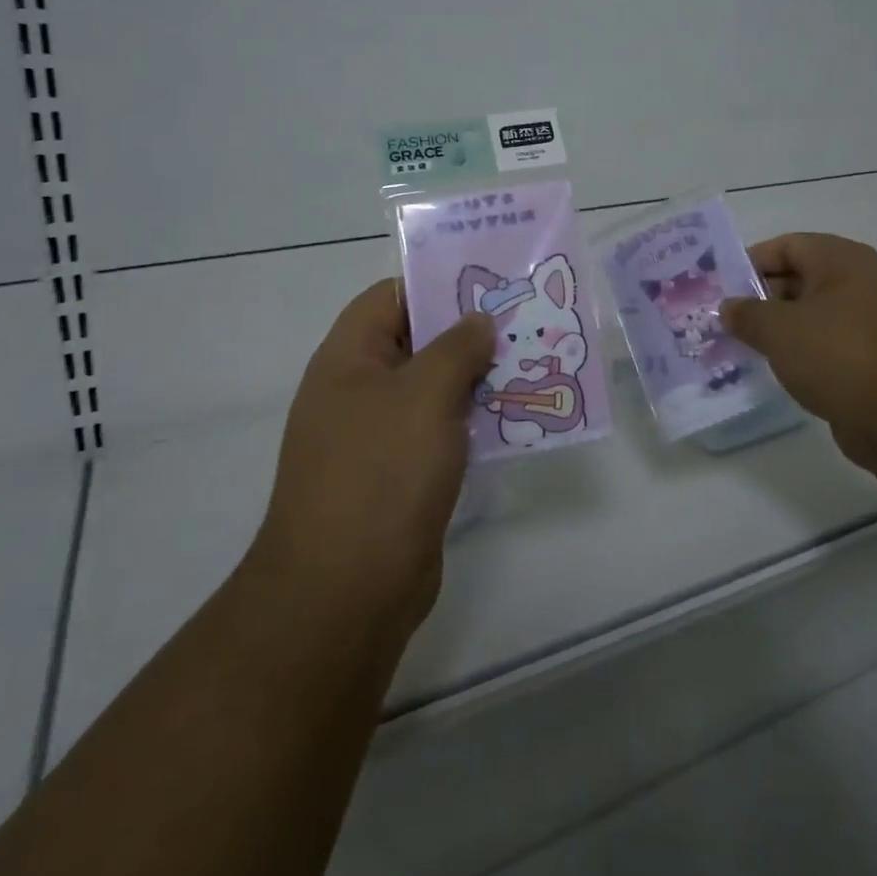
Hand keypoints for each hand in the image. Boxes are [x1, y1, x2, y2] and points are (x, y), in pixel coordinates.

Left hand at [246, 279, 493, 636]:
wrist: (346, 592)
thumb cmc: (382, 473)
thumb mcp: (425, 394)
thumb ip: (457, 347)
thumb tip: (478, 320)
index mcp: (348, 359)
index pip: (391, 297)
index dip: (436, 284)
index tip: (488, 283)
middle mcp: (357, 391)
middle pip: (416, 342)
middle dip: (468, 332)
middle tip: (523, 321)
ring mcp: (376, 436)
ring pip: (433, 389)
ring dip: (476, 378)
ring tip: (531, 363)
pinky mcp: (399, 476)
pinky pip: (439, 432)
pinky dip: (472, 421)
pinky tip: (514, 418)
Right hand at [720, 233, 876, 468]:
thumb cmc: (839, 356)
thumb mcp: (779, 330)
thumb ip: (746, 314)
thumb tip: (729, 308)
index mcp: (841, 260)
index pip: (786, 245)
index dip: (750, 262)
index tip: (720, 287)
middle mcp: (858, 282)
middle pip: (798, 278)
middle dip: (760, 298)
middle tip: (725, 319)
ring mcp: (868, 320)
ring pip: (810, 314)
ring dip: (777, 328)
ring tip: (741, 345)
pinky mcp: (871, 356)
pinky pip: (825, 342)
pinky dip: (800, 351)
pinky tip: (774, 368)